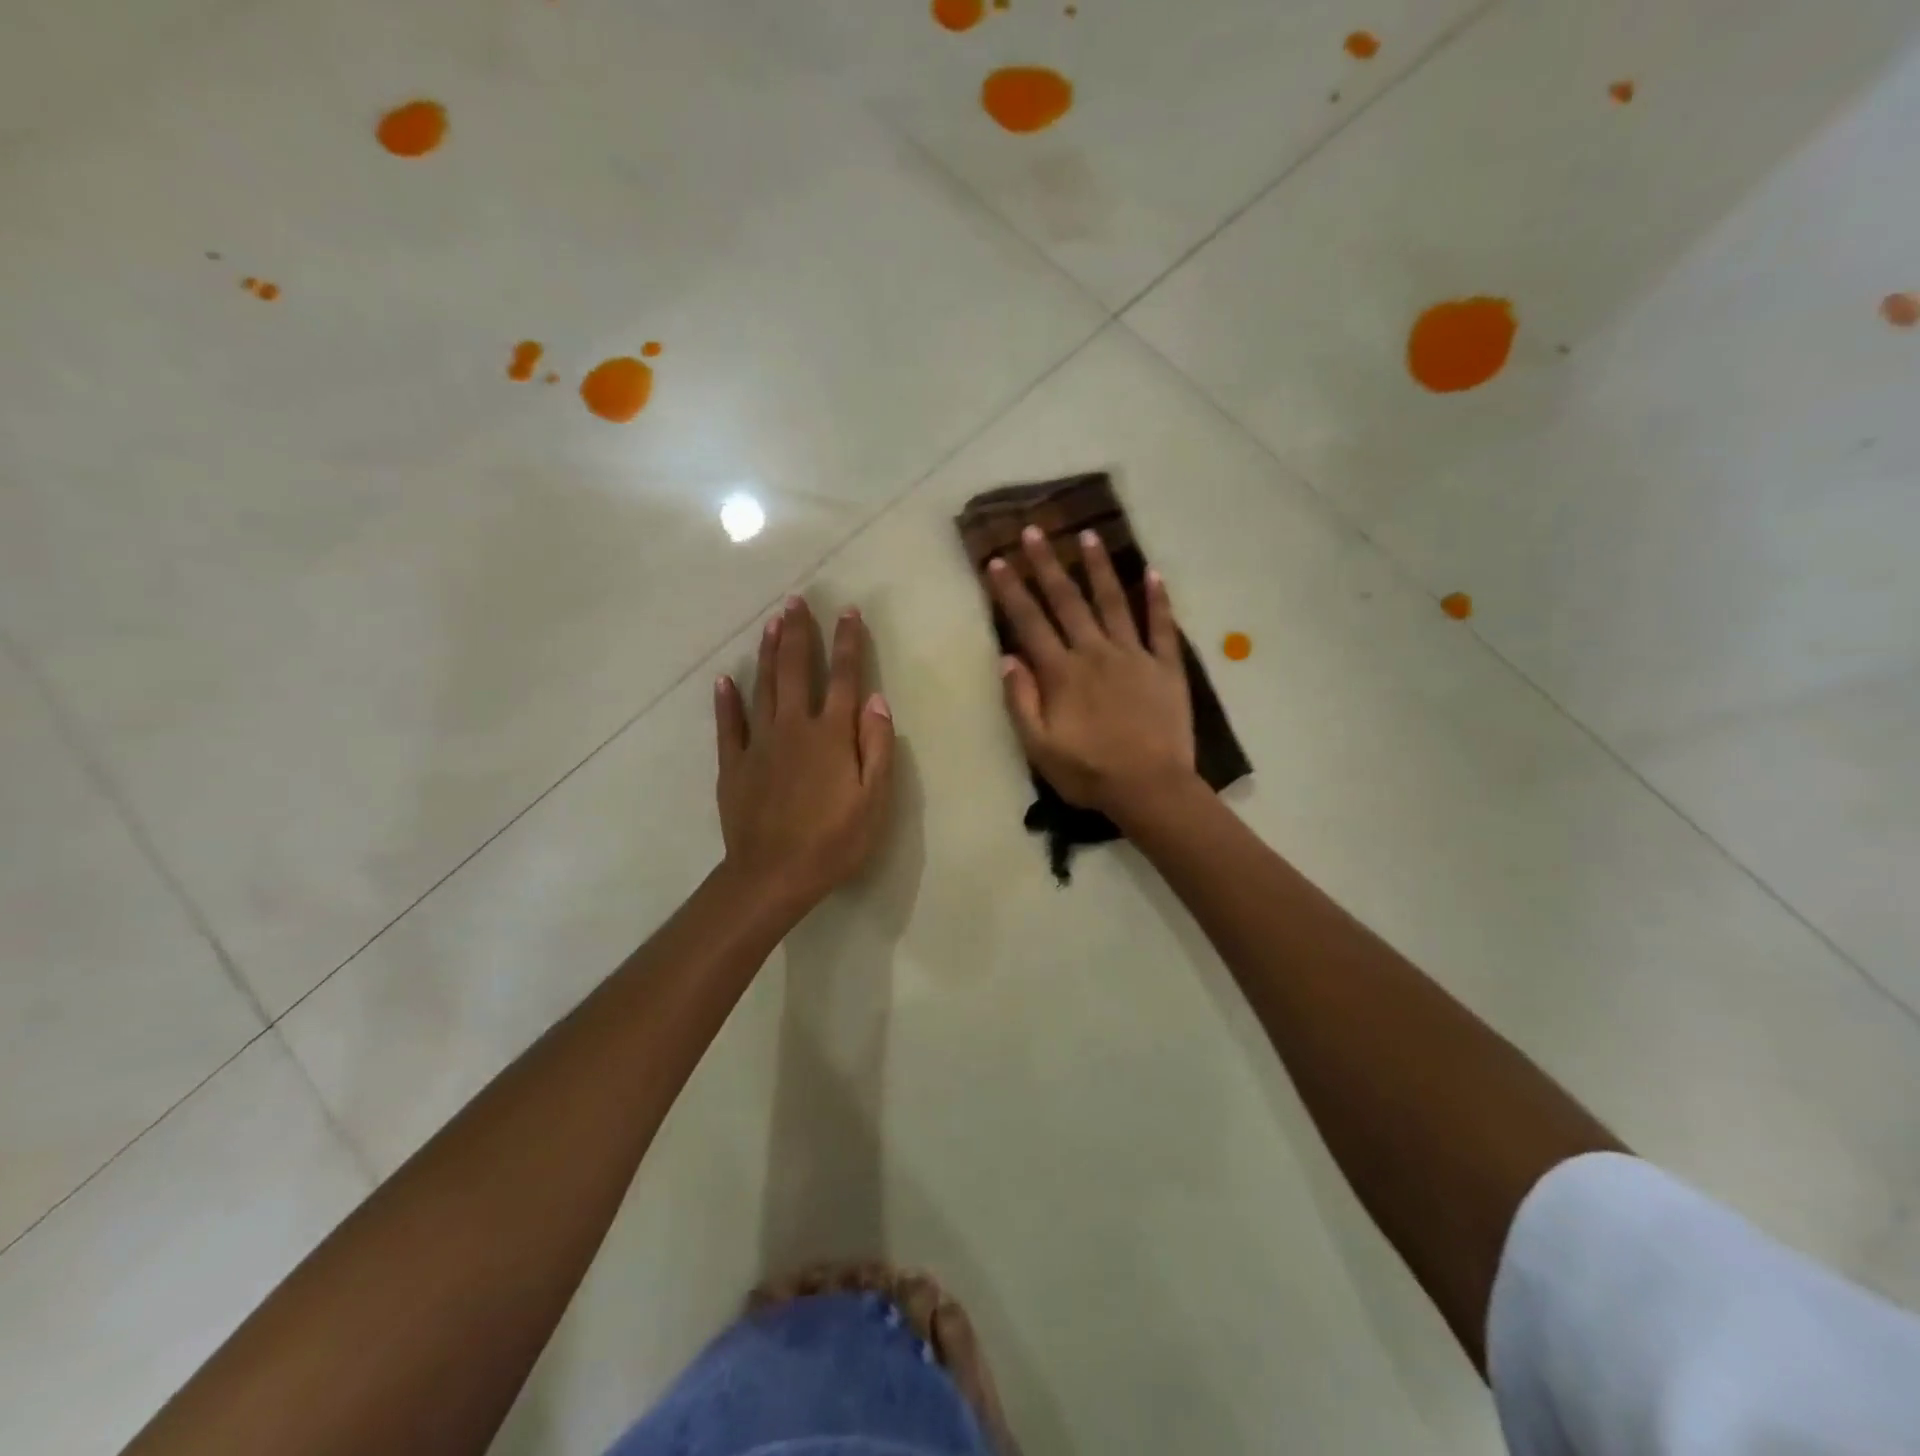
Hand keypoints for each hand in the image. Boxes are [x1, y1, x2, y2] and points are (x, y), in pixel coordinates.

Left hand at [715, 597, 895, 916]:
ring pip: (762, 687)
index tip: (848, 612)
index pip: (843, 677)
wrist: (773, 875)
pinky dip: (726, 701)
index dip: (848, 643)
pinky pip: (728, 725)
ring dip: (767, 653)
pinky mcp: (733, 764)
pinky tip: (723, 680)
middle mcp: (794, 728)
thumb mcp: (874, 799)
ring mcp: (759, 743)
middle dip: (798, 633)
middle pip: (795, 670)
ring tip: (771, 622)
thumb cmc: (834, 841)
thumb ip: (876, 746)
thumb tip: (876, 699)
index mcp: (831, 735)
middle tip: (795, 600)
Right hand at [987, 525, 1196, 818]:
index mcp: (1062, 673)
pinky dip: (1158, 599)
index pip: (1030, 623)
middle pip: (1067, 601)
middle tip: (1034, 530)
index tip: (997, 561)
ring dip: (1098, 568)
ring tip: (1087, 535)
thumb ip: (1021, 701)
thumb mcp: (1039, 747)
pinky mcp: (1166, 667)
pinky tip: (1152, 573)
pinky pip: (1162, 626)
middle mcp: (1095, 653)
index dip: (1010, 591)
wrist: (1150, 788)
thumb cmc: (1089, 773)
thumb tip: (1007, 658)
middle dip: (1047, 565)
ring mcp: (1134, 656)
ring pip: (1113, 602)